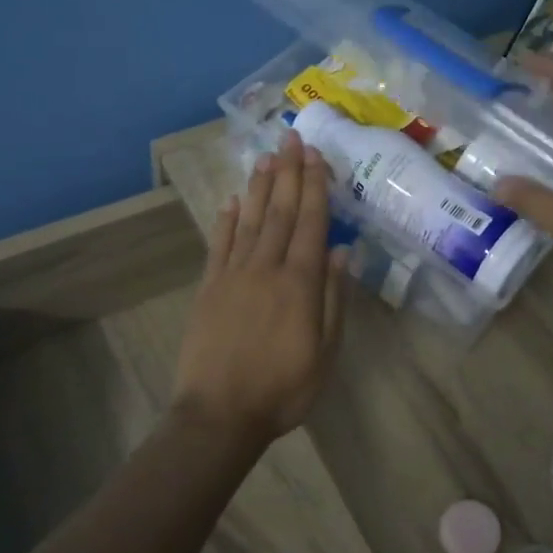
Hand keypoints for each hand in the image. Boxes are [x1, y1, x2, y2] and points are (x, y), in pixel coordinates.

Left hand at [171, 132, 346, 443]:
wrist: (219, 414)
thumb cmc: (283, 389)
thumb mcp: (325, 353)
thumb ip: (334, 300)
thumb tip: (343, 253)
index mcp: (300, 284)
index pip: (311, 224)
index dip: (314, 187)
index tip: (316, 156)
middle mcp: (266, 269)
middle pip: (281, 213)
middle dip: (289, 173)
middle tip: (292, 138)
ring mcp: (233, 276)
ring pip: (251, 221)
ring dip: (261, 187)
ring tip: (267, 157)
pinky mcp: (209, 288)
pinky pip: (220, 245)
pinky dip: (227, 220)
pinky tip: (233, 201)